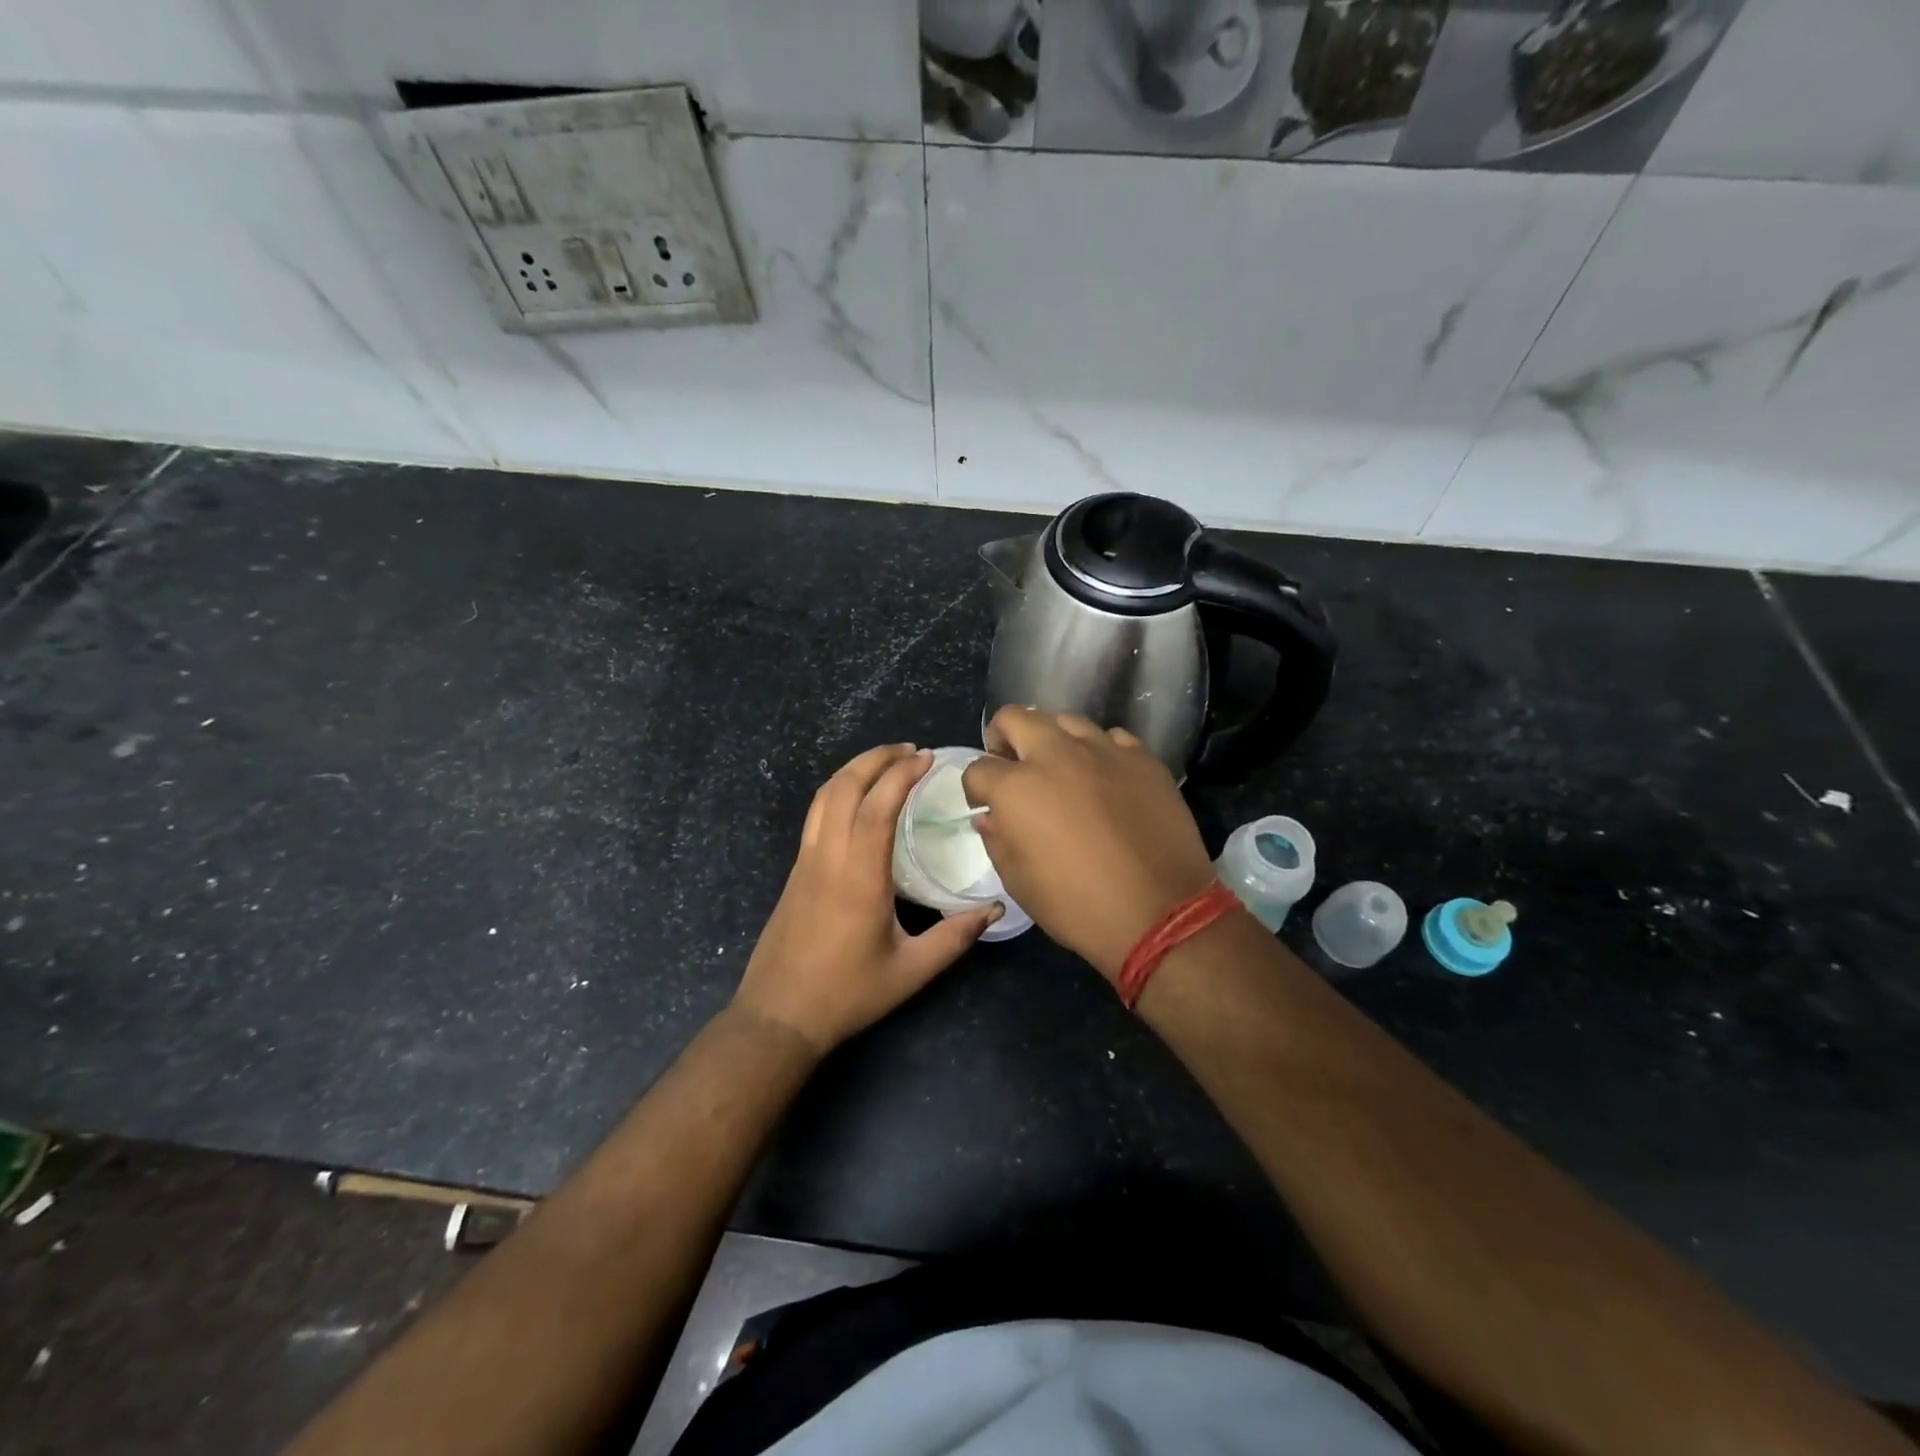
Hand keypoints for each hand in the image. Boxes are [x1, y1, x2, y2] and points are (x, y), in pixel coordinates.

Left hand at [733, 744, 999, 1054]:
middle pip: (844, 787)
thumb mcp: (910, 971)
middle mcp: (828, 857)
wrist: (778, 1017)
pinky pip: (816, 814)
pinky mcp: (796, 871)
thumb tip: (994, 909)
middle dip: (876, 759)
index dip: (901, 775)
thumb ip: (954, 937)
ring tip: (886, 763)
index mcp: (858, 877)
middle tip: (910, 751)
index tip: (927, 758)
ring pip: (824, 796)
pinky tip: (858, 799)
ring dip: (854, 770)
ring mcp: (806, 862)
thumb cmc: (847, 994)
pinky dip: (839, 790)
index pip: (877, 806)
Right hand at [962, 707, 1215, 981]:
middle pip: (1016, 718)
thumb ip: (998, 841)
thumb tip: (991, 817)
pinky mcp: (1143, 758)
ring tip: (1062, 767)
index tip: (984, 803)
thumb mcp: (1020, 883)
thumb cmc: (1077, 906)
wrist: (1160, 913)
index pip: (978, 768)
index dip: (975, 787)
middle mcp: (1056, 755)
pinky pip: (1113, 739)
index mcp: (1018, 788)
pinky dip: (1100, 752)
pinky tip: (1106, 777)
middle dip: (1004, 737)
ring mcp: (1104, 751)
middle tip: (1012, 763)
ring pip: (1067, 721)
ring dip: (1054, 740)